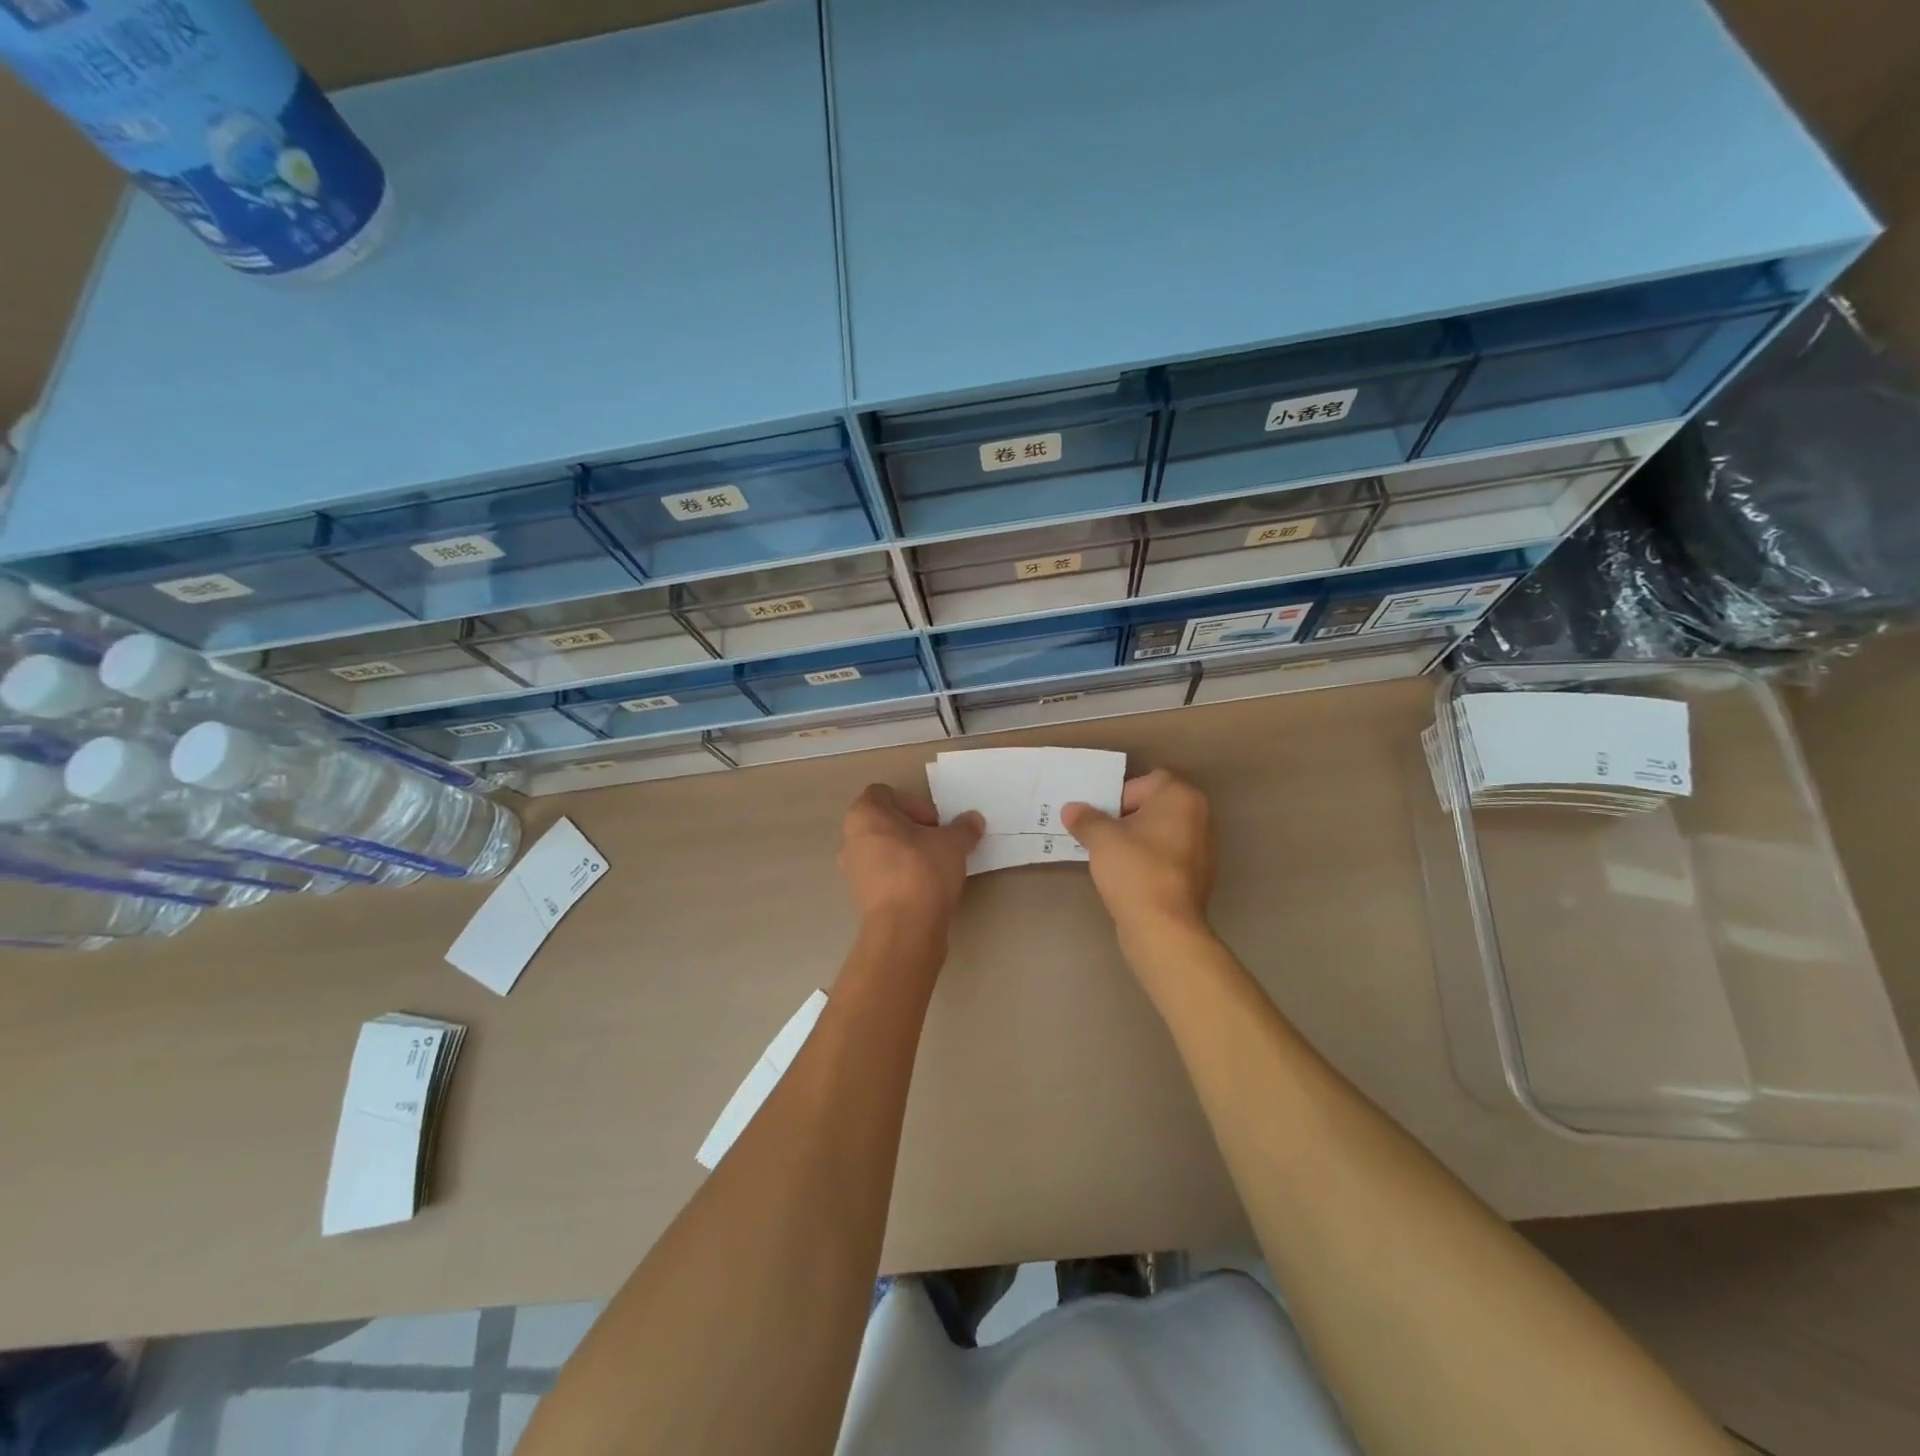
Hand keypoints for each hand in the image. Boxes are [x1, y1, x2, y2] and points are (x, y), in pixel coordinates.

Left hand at [838, 784, 983, 928]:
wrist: (904, 928)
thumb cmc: (922, 871)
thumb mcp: (953, 843)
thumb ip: (963, 827)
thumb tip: (974, 819)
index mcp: (864, 815)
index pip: (884, 794)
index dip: (913, 803)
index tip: (935, 822)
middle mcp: (851, 839)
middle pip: (883, 823)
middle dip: (912, 829)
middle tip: (938, 841)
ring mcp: (852, 871)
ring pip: (882, 850)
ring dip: (906, 853)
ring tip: (935, 866)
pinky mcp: (860, 898)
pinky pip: (882, 875)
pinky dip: (901, 875)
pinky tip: (925, 887)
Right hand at [1062, 769, 1215, 936]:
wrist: (1164, 926)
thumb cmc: (1135, 869)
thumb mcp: (1101, 838)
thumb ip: (1085, 818)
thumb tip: (1072, 809)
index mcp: (1181, 797)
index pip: (1145, 782)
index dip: (1119, 796)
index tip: (1101, 819)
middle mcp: (1200, 816)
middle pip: (1155, 806)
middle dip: (1127, 818)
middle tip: (1102, 836)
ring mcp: (1204, 848)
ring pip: (1162, 832)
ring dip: (1139, 840)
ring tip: (1113, 858)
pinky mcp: (1200, 876)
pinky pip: (1169, 857)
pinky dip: (1151, 861)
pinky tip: (1130, 877)